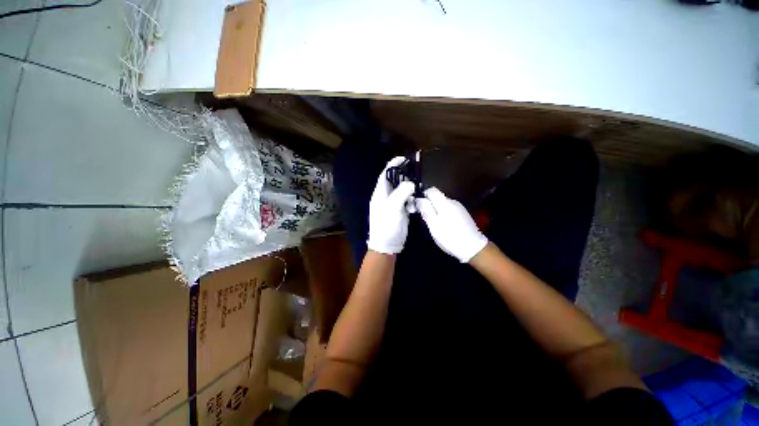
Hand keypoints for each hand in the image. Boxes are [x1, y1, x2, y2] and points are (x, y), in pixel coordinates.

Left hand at [366, 157, 415, 254]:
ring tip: (418, 185)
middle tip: (416, 172)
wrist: (387, 245)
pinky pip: (407, 200)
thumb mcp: (392, 208)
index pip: (386, 174)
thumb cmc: (386, 225)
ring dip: (409, 188)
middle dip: (404, 175)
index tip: (404, 158)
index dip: (393, 165)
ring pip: (402, 190)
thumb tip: (411, 183)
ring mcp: (393, 204)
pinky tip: (416, 200)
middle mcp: (386, 197)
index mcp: (380, 194)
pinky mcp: (400, 211)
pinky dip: (412, 198)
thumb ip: (401, 193)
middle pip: (395, 181)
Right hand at [415, 187, 487, 261]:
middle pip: (437, 197)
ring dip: (436, 210)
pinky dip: (443, 214)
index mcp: (445, 203)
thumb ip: (426, 210)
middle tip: (425, 218)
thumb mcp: (434, 225)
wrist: (473, 248)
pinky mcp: (463, 214)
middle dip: (429, 205)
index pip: (431, 190)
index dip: (423, 196)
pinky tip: (444, 225)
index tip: (419, 206)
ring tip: (434, 224)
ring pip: (442, 204)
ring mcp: (459, 208)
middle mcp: (453, 202)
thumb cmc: (450, 237)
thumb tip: (419, 199)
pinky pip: (449, 209)